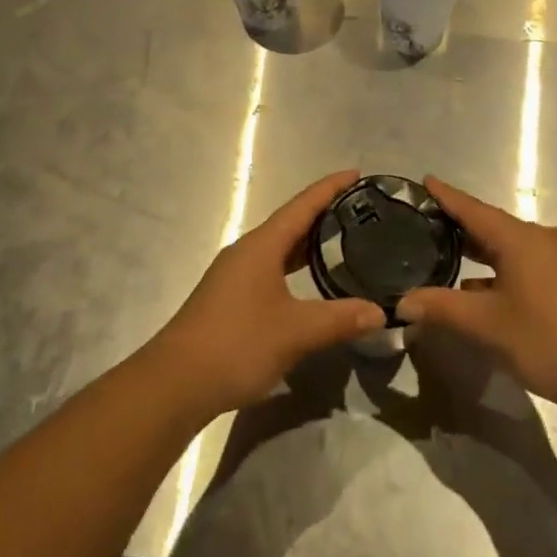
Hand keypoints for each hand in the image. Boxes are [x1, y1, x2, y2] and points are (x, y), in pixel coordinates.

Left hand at [147, 171, 385, 422]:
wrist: (175, 383)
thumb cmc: (237, 343)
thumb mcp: (295, 332)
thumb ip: (339, 319)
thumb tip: (380, 312)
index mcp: (262, 245)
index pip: (302, 205)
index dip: (330, 188)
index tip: (356, 174)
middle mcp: (247, 251)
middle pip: (290, 222)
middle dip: (322, 213)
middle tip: (358, 210)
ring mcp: (234, 274)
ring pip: (278, 247)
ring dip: (307, 241)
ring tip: (340, 240)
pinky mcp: (229, 298)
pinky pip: (270, 267)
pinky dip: (293, 264)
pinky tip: (307, 282)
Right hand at [398, 177, 556, 417]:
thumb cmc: (546, 340)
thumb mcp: (486, 325)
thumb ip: (442, 308)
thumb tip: (403, 302)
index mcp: (520, 238)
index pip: (473, 209)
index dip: (447, 195)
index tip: (425, 179)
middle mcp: (540, 238)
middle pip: (491, 225)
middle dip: (459, 224)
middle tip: (424, 222)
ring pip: (508, 247)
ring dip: (479, 251)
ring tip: (444, 254)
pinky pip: (523, 263)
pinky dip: (498, 269)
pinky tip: (479, 289)